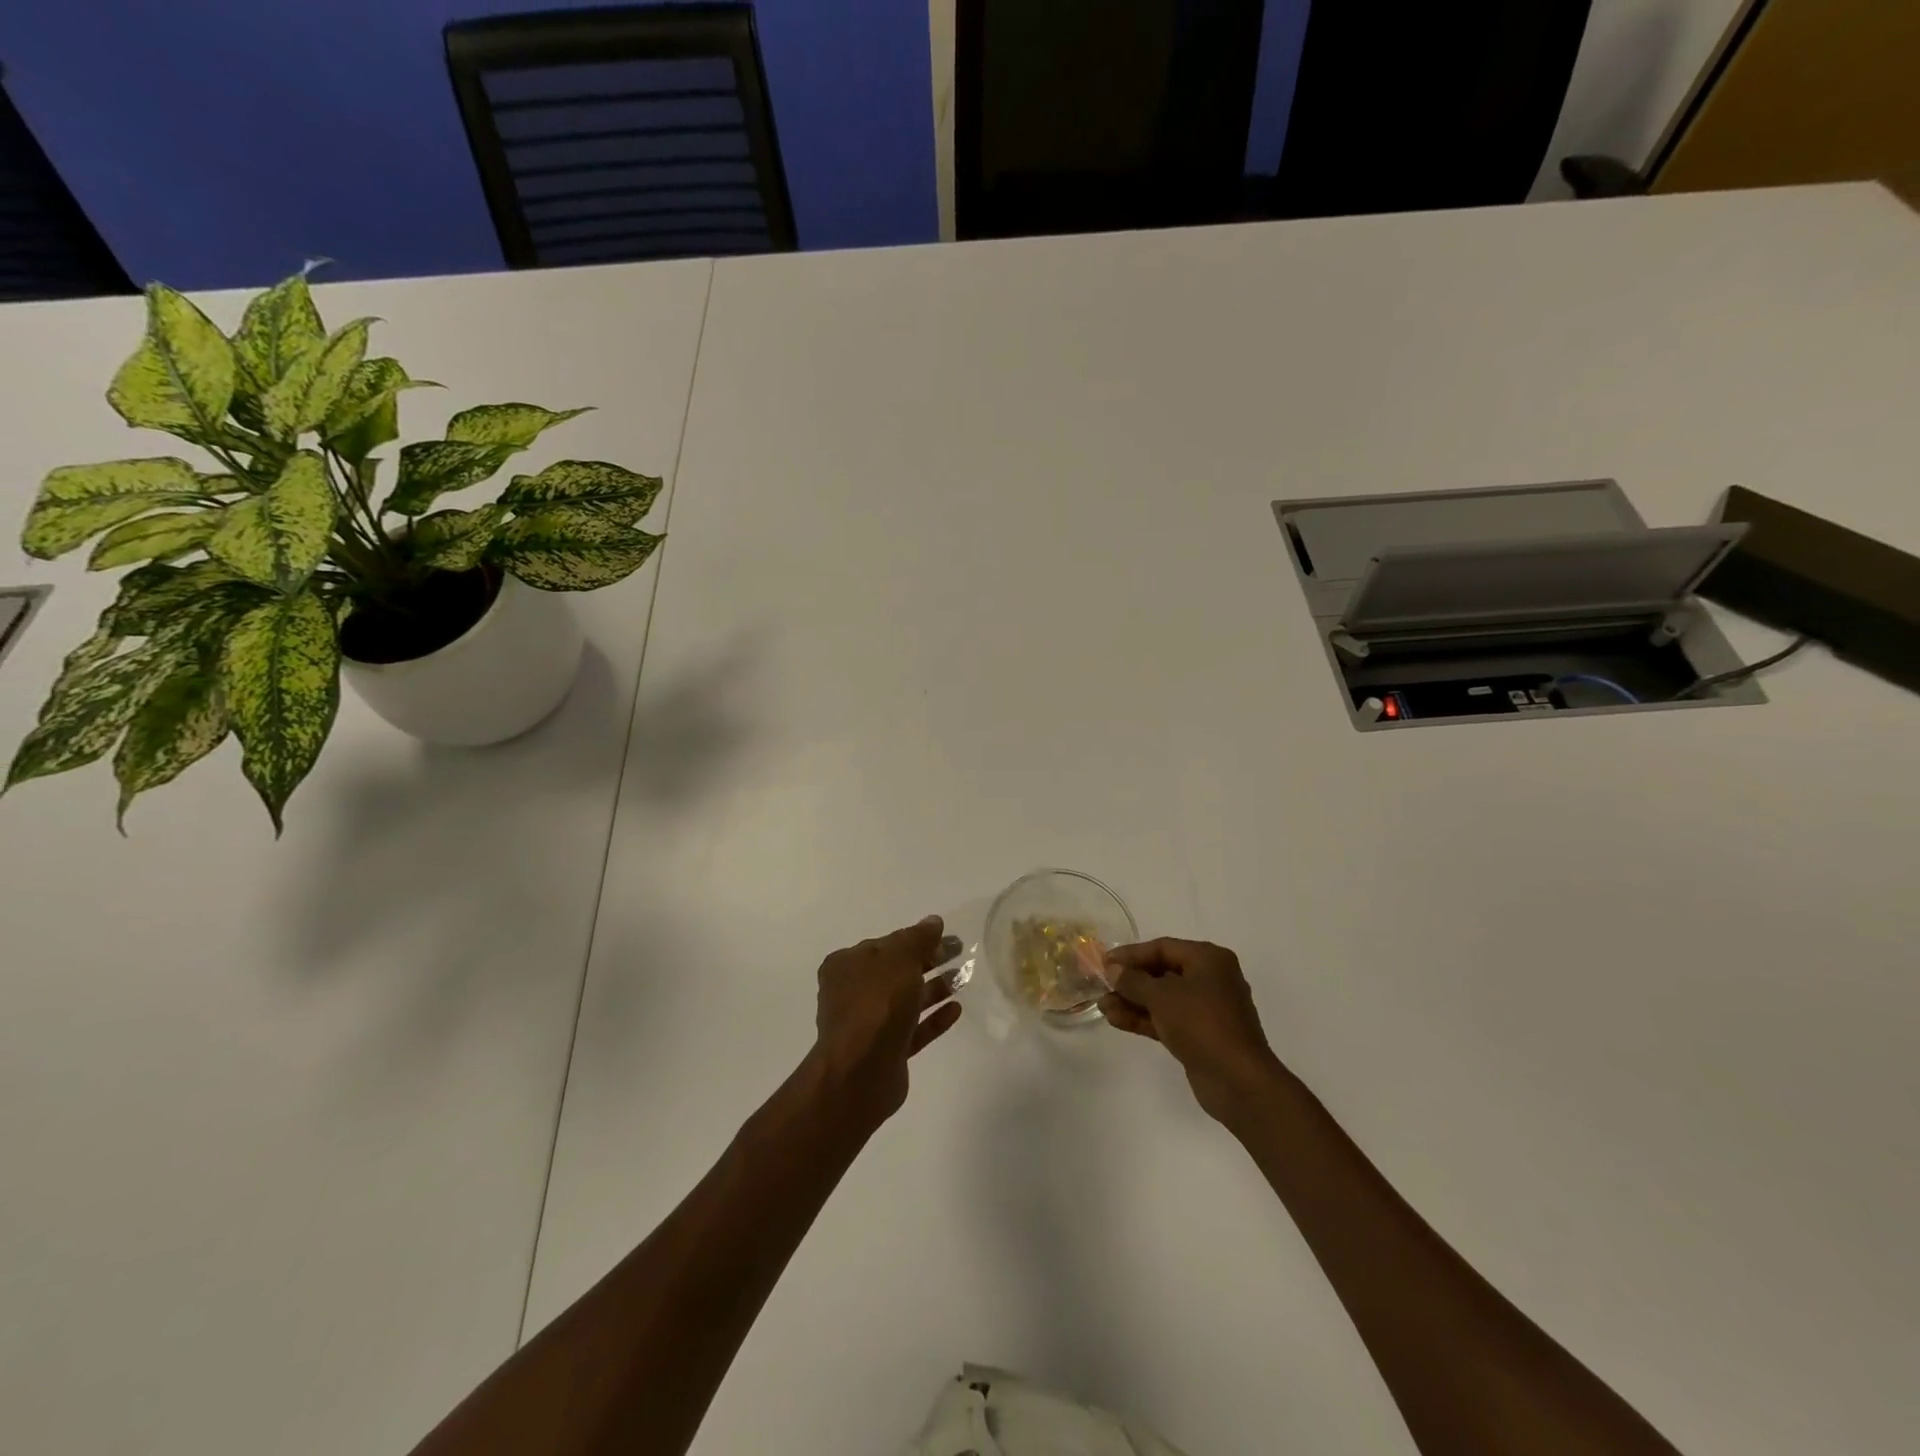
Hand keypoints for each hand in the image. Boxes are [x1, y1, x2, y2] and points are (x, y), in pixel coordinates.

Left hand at [808, 916, 963, 1130]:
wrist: (860, 1073)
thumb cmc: (876, 1005)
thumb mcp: (899, 959)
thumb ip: (918, 938)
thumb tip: (933, 921)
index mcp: (847, 965)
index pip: (885, 944)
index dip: (916, 938)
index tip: (944, 936)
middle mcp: (853, 992)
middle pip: (897, 971)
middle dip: (928, 961)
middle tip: (960, 952)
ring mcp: (869, 1024)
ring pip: (906, 1000)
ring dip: (934, 988)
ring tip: (963, 979)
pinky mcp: (886, 1051)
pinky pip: (913, 1028)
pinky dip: (933, 1018)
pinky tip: (956, 1010)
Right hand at [1100, 938, 1285, 1123]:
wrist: (1238, 1081)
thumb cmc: (1202, 1024)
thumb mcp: (1162, 996)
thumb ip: (1133, 980)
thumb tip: (1113, 969)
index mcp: (1208, 959)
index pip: (1163, 947)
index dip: (1131, 954)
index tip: (1104, 962)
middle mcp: (1210, 979)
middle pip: (1162, 972)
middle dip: (1130, 980)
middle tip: (1101, 985)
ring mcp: (1206, 1009)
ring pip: (1162, 998)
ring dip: (1132, 1001)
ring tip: (1102, 1006)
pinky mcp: (1200, 1035)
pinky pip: (1167, 1019)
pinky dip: (1143, 1018)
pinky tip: (1116, 1020)